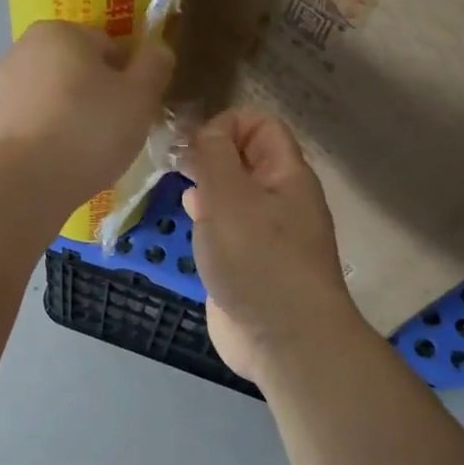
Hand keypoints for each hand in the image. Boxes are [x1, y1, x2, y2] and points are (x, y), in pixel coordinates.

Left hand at [0, 21, 173, 208]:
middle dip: (98, 95)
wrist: (25, 182)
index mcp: (60, 30)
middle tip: (114, 132)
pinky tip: (61, 160)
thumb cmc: (90, 130)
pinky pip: (35, 121)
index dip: (128, 79)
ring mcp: (1, 84)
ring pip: (55, 96)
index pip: (109, 47)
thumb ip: (155, 64)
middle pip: (78, 69)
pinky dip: (49, 134)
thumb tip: (157, 47)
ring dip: (73, 115)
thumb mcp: (140, 96)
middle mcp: (23, 47)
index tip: (134, 110)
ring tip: (87, 151)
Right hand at [181, 110, 362, 381]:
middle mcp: (280, 198)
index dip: (225, 125)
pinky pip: (228, 228)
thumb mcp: (228, 196)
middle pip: (245, 157)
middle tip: (176, 167)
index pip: (260, 124)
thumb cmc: (257, 259)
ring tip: (180, 191)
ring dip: (206, 188)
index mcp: (286, 174)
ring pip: (234, 193)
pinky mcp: (251, 263)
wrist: (285, 340)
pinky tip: (192, 226)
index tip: (193, 147)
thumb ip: (212, 156)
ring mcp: (267, 233)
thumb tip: (204, 132)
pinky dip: (208, 220)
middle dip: (209, 155)